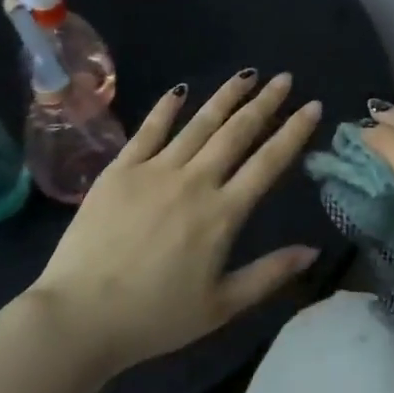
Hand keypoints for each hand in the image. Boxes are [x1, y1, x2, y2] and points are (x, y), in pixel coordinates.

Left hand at [28, 70, 324, 375]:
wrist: (79, 318)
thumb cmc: (155, 318)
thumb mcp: (221, 306)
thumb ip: (269, 275)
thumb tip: (313, 250)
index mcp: (222, 213)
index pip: (268, 162)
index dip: (293, 131)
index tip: (313, 106)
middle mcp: (194, 181)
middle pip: (237, 132)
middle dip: (265, 102)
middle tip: (284, 78)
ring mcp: (155, 170)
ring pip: (199, 123)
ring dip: (226, 96)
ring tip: (247, 74)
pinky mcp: (120, 169)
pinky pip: (148, 130)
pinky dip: (166, 108)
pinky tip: (181, 90)